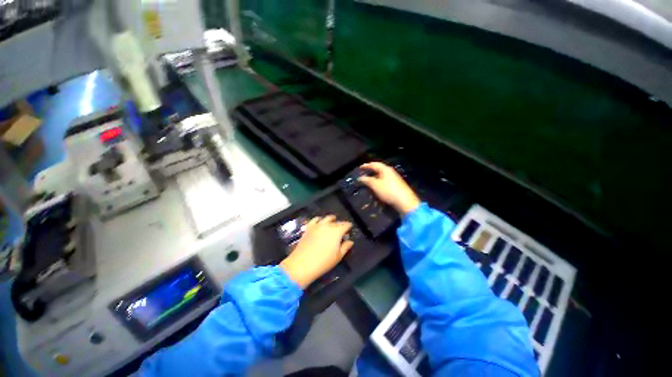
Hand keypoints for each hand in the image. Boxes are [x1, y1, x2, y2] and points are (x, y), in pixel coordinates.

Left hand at [280, 215, 353, 288]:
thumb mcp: (338, 257)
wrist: (303, 264)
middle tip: (341, 230)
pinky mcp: (309, 227)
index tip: (349, 229)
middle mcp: (328, 225)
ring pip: (326, 218)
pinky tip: (320, 223)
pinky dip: (319, 220)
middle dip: (340, 224)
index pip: (346, 225)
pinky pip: (315, 219)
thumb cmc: (323, 262)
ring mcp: (317, 225)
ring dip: (331, 220)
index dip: (348, 226)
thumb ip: (345, 247)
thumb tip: (350, 241)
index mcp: (337, 231)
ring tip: (332, 223)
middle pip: (337, 221)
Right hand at [358, 162, 420, 215]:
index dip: (366, 165)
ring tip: (368, 182)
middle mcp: (390, 172)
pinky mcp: (396, 185)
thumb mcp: (375, 185)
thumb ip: (367, 180)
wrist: (404, 201)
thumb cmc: (388, 190)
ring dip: (374, 178)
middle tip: (363, 174)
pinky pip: (385, 181)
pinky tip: (376, 188)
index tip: (360, 168)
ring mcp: (394, 178)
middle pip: (379, 169)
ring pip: (382, 176)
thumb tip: (360, 178)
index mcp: (385, 169)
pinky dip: (379, 183)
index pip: (374, 164)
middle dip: (370, 171)